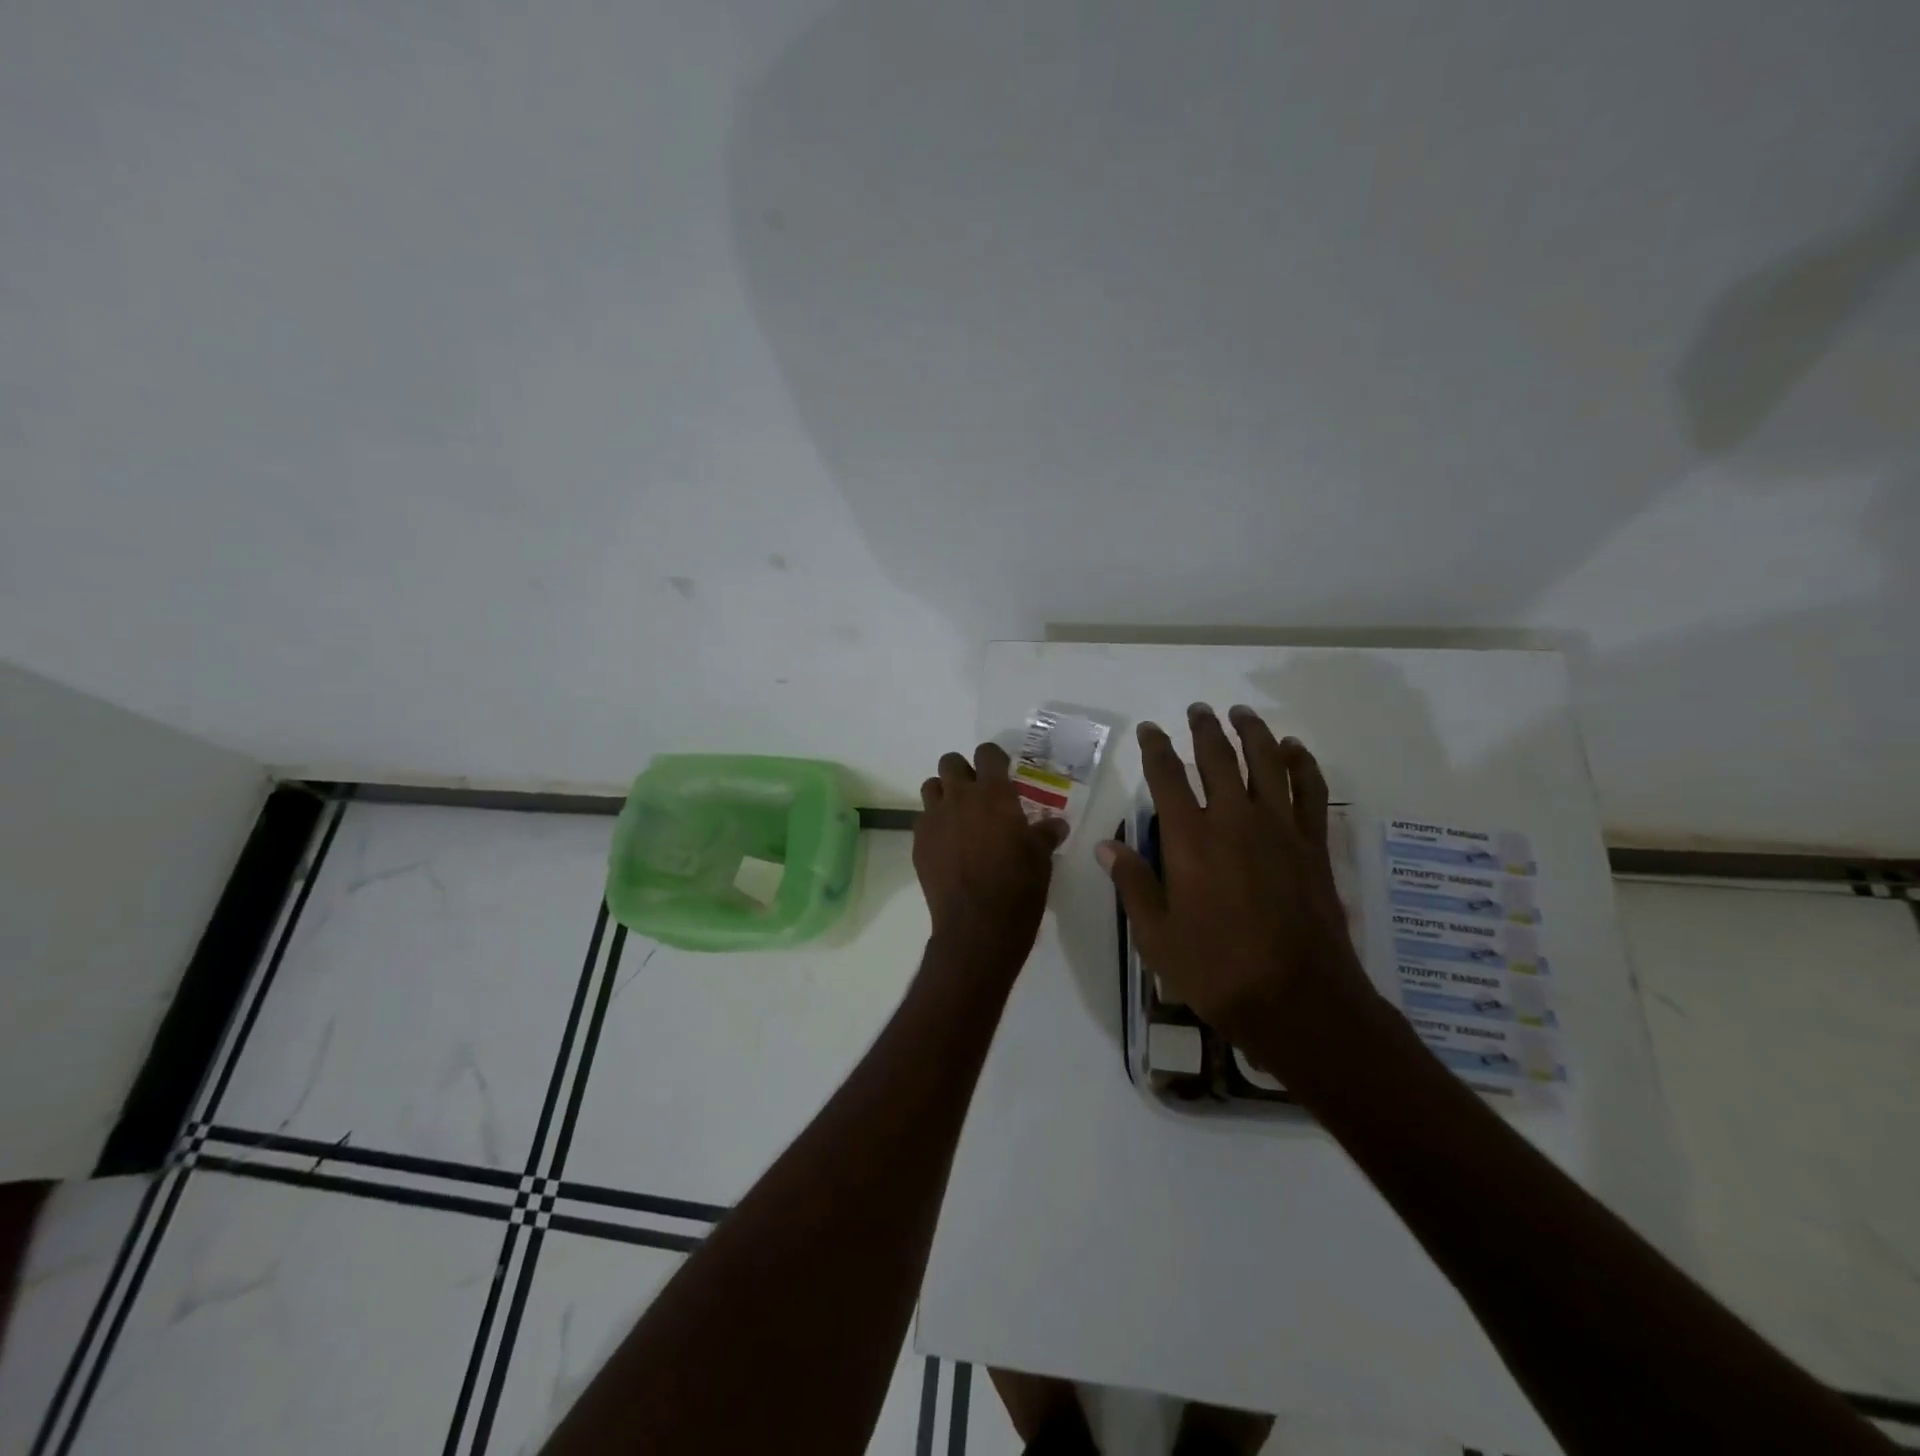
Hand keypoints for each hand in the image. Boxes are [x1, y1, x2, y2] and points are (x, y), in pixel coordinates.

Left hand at [915, 742, 1068, 971]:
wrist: (978, 927)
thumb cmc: (1018, 888)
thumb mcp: (1041, 858)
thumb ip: (1045, 834)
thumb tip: (1056, 824)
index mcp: (994, 794)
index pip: (987, 753)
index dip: (994, 758)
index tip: (1002, 771)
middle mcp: (960, 798)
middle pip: (950, 762)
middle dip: (963, 771)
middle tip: (977, 793)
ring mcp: (934, 819)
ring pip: (931, 787)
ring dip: (944, 794)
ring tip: (958, 816)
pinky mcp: (918, 843)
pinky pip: (922, 820)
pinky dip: (933, 825)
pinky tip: (947, 846)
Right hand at [1098, 705, 1374, 1050]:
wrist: (1297, 999)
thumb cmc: (1216, 970)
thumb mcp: (1156, 935)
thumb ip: (1133, 884)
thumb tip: (1106, 847)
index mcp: (1189, 839)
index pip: (1167, 777)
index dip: (1155, 747)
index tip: (1149, 729)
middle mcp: (1234, 821)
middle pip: (1218, 758)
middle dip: (1205, 729)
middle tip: (1198, 710)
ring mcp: (1279, 829)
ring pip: (1266, 763)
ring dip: (1253, 733)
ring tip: (1241, 714)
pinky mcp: (1312, 845)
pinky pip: (1310, 791)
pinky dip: (1302, 764)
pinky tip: (1294, 750)